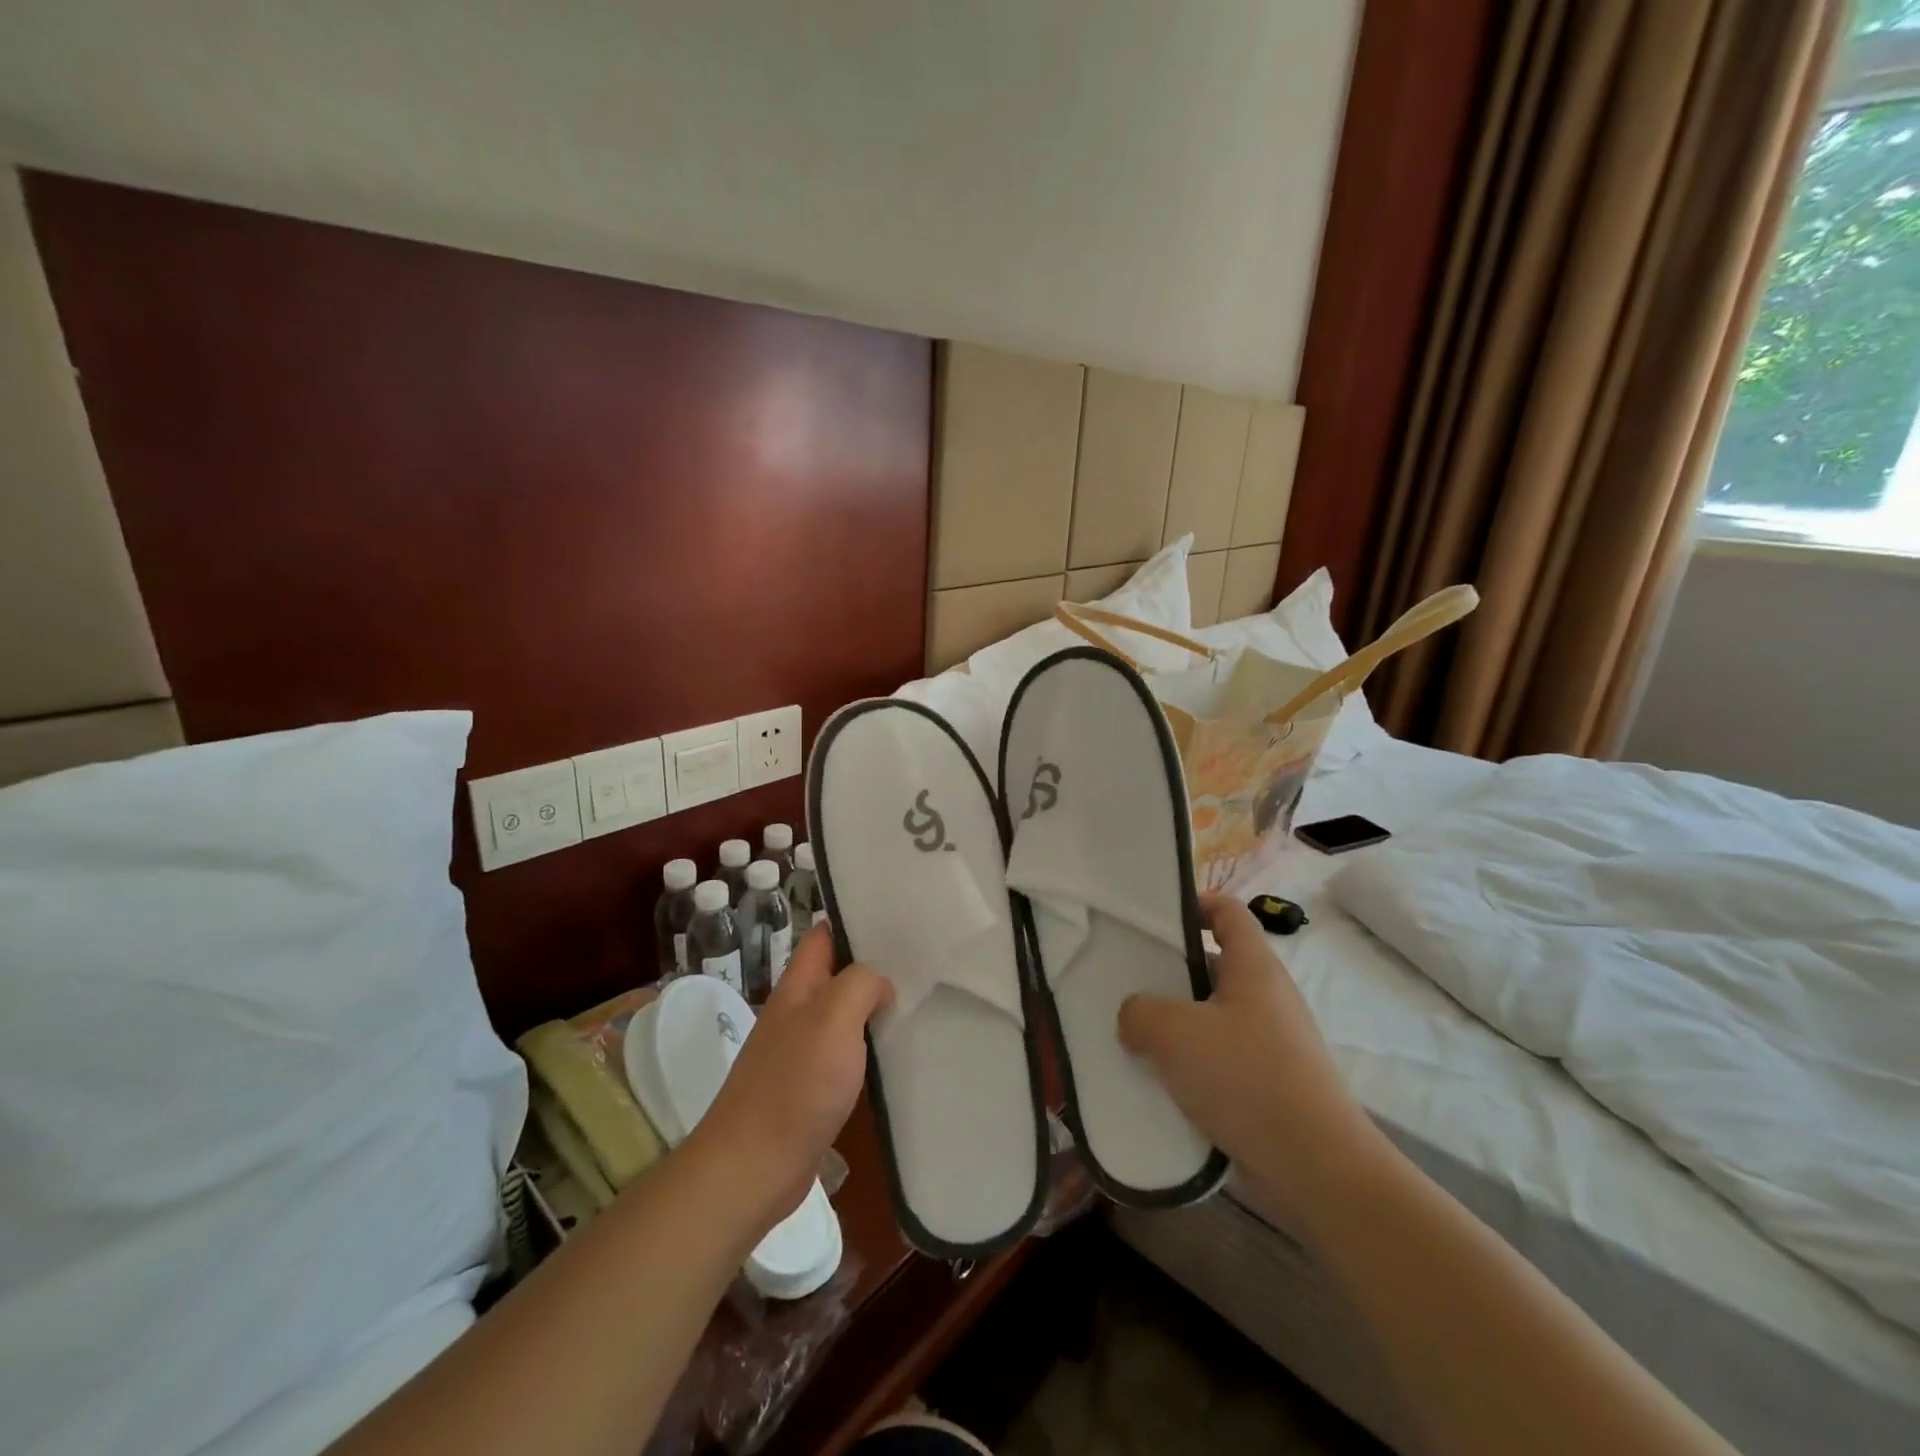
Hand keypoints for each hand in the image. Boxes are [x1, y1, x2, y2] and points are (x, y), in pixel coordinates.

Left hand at [687, 925, 892, 1234]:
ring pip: (844, 1015)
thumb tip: (880, 984)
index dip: (854, 921)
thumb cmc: (795, 1084)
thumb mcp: (833, 1017)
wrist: (753, 1167)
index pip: (823, 936)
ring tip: (920, 1000)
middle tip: (922, 960)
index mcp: (797, 987)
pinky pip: (845, 1055)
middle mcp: (797, 1013)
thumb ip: (860, 984)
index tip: (898, 917)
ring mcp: (801, 1052)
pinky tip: (897, 1054)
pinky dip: (869, 1049)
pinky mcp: (810, 1090)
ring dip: (874, 1008)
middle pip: (836, 974)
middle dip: (873, 965)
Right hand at [1118, 893, 1385, 1227]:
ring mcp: (1271, 1042)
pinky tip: (1159, 1080)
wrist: (1315, 1168)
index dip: (1193, 903)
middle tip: (1128, 980)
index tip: (1153, 917)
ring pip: (1212, 1016)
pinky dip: (1190, 1063)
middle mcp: (1267, 997)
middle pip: (1214, 965)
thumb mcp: (1173, 1033)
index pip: (1228, 911)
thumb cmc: (1245, 1078)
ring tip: (1134, 1034)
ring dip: (1176, 1023)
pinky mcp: (1268, 1084)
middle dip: (1171, 971)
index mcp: (1254, 967)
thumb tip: (1134, 1018)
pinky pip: (1220, 1058)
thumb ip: (1139, 1012)